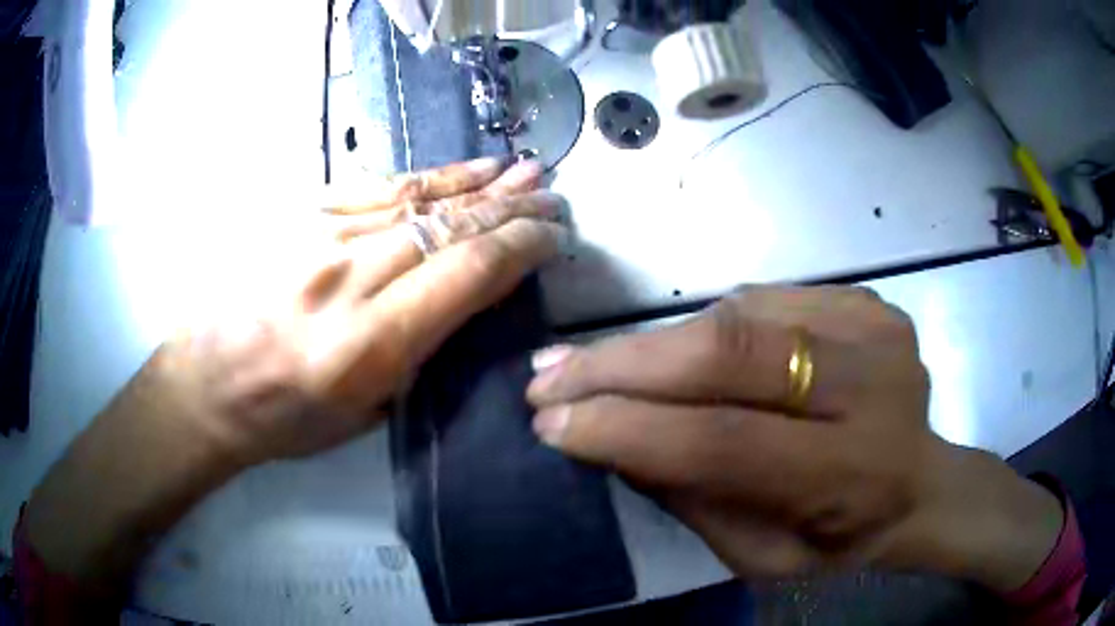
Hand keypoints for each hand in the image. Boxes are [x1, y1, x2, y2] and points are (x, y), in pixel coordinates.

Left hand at [166, 157, 566, 463]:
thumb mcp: (368, 409)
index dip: (520, 248)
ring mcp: (320, 236)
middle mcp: (347, 277)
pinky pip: (377, 188)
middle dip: (511, 209)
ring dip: (479, 184)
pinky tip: (461, 172)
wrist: (212, 383)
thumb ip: (424, 346)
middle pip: (449, 228)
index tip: (553, 237)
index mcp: (368, 343)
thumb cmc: (289, 417)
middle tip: (552, 197)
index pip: (466, 273)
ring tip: (523, 170)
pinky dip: (427, 178)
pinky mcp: (301, 216)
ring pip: (418, 199)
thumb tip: (476, 293)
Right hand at [527, 287, 1063, 591]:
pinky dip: (705, 326)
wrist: (921, 483)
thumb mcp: (761, 555)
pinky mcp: (865, 299)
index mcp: (852, 471)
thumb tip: (608, 434)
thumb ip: (690, 497)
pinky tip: (676, 351)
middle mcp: (869, 384)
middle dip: (621, 363)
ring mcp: (872, 327)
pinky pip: (764, 301)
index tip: (551, 421)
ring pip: (737, 315)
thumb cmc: (842, 537)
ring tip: (597, 363)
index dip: (626, 426)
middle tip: (549, 373)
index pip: (722, 440)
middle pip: (728, 354)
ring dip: (654, 343)